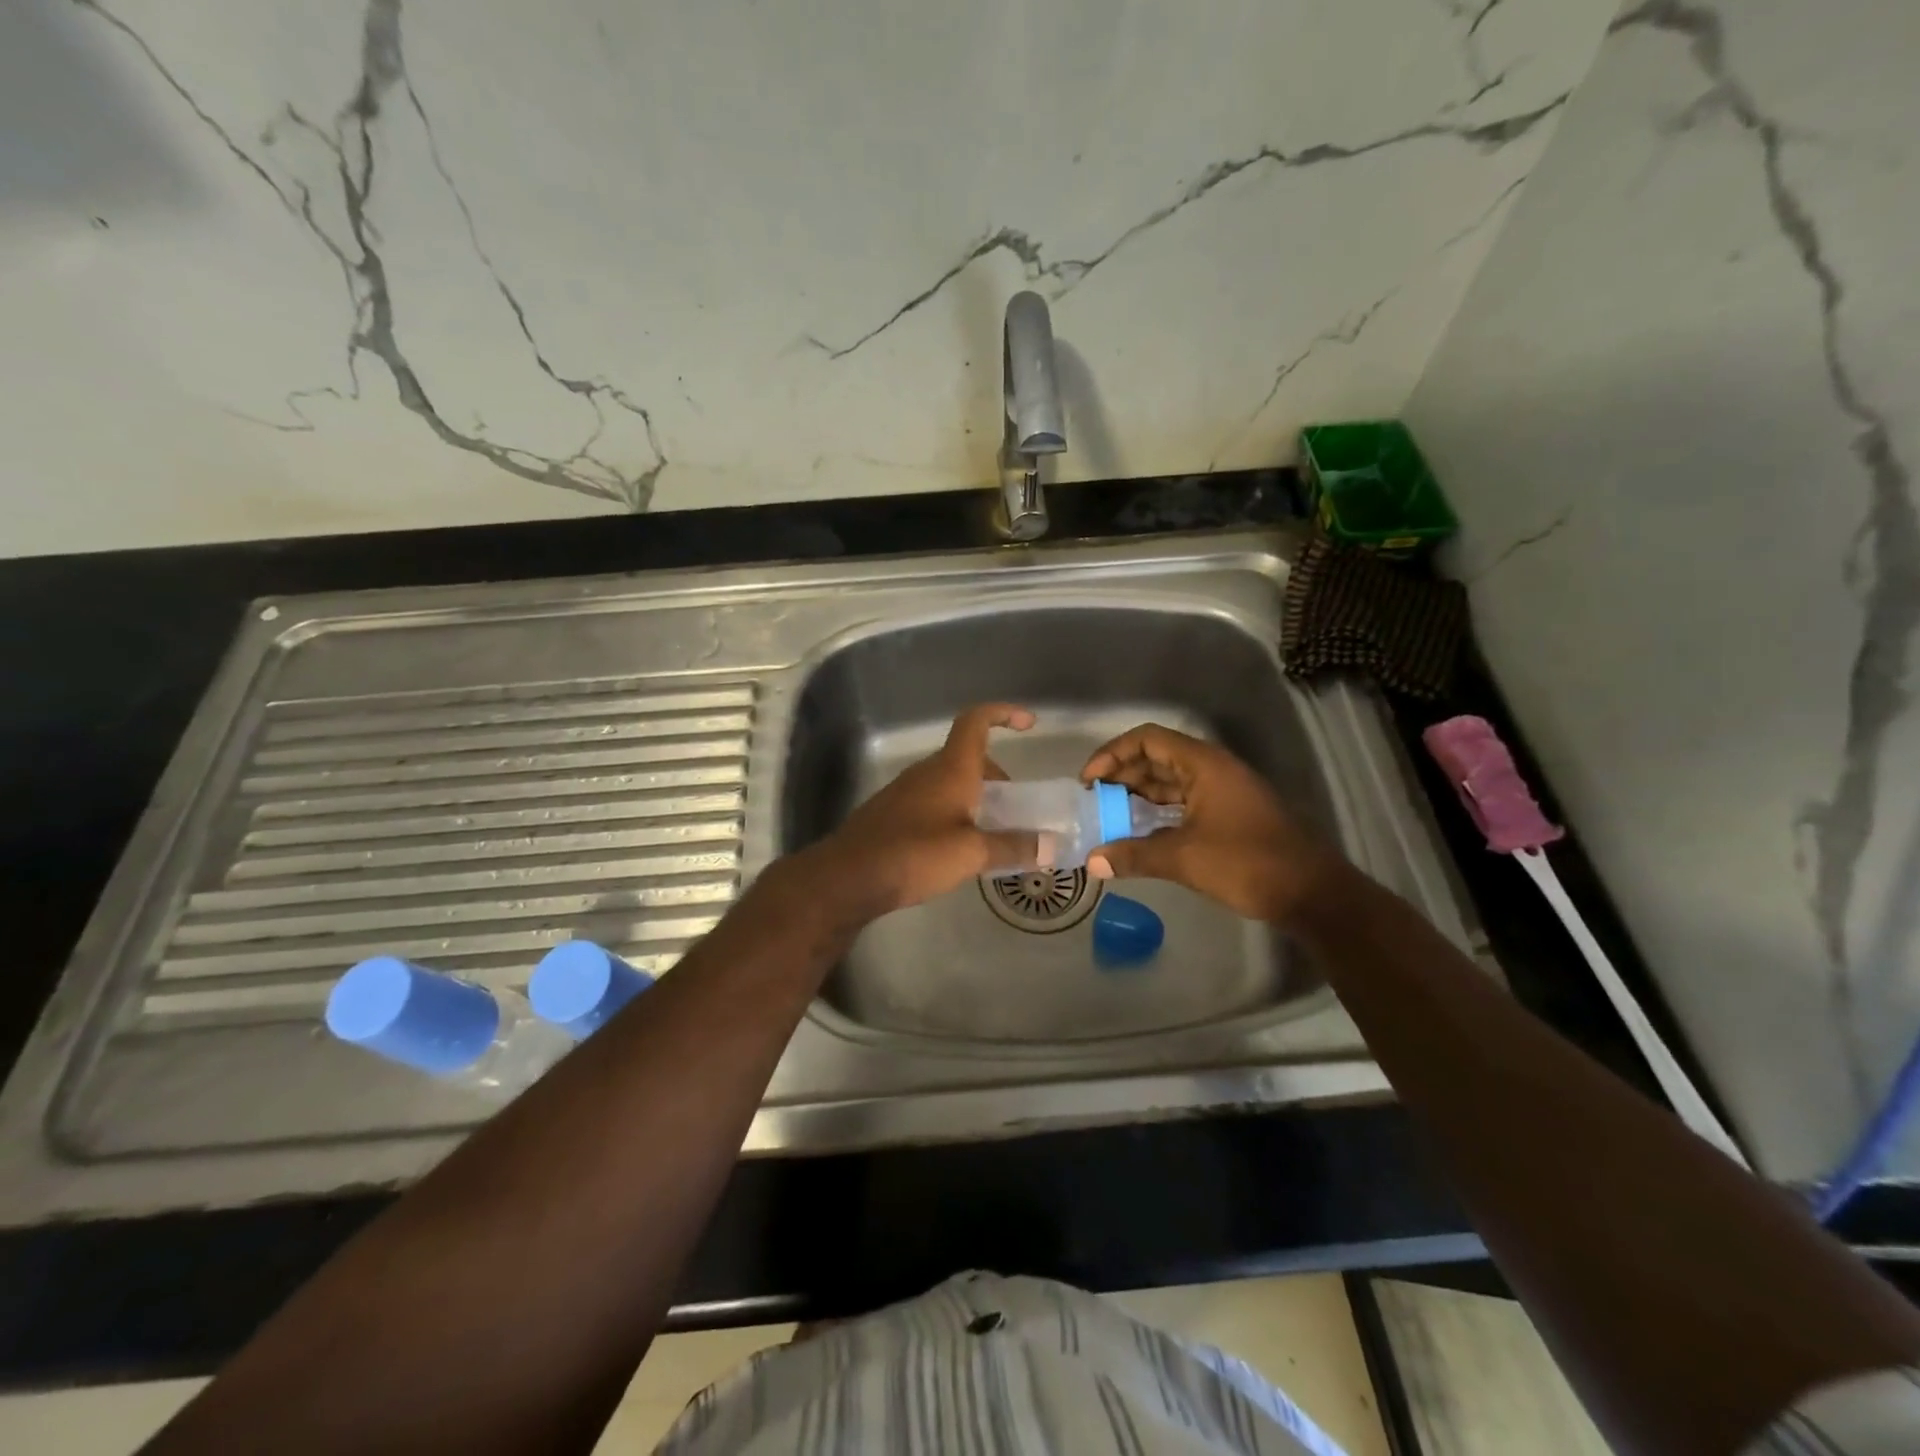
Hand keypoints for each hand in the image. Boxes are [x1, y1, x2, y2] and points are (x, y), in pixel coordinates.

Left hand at [806, 703, 1040, 919]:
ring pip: (950, 781)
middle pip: (968, 757)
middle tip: (1015, 808)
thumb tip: (1049, 846)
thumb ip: (1012, 847)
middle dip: (996, 775)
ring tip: (992, 833)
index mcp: (951, 768)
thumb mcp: (971, 853)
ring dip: (976, 797)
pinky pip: (933, 800)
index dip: (1003, 713)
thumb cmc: (915, 854)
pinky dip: (954, 812)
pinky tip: (958, 848)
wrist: (849, 876)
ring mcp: (906, 791)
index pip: (976, 721)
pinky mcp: (892, 813)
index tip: (1029, 723)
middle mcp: (928, 772)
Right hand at [1079, 724, 1340, 925]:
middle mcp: (1212, 769)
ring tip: (1108, 815)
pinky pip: (1183, 801)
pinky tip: (1139, 831)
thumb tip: (1091, 862)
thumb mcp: (1184, 858)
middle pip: (1156, 758)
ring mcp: (1223, 791)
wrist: (1312, 893)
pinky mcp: (1228, 813)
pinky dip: (1157, 811)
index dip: (1113, 754)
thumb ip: (1134, 855)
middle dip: (1121, 775)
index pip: (1147, 740)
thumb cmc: (1247, 863)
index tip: (1089, 781)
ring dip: (1138, 794)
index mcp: (1204, 764)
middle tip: (1093, 800)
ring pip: (1170, 781)